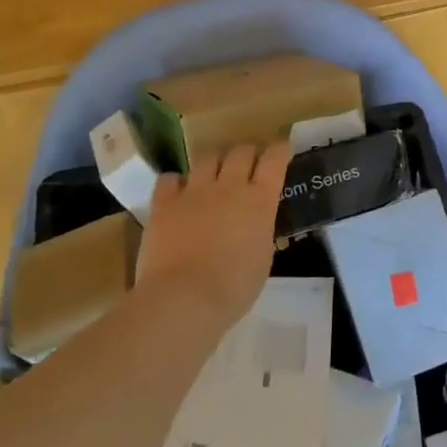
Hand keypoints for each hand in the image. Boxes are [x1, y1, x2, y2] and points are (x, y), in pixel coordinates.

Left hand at [134, 143, 290, 328]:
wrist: (184, 298)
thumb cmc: (234, 287)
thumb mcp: (263, 257)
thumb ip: (260, 230)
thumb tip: (254, 223)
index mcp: (260, 201)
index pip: (275, 159)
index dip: (280, 149)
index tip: (282, 149)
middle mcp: (229, 187)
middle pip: (241, 151)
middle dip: (248, 152)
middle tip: (248, 163)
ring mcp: (194, 192)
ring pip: (207, 157)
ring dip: (215, 161)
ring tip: (214, 172)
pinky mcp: (164, 203)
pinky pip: (169, 178)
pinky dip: (176, 182)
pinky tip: (178, 191)